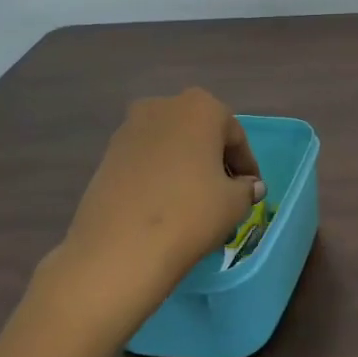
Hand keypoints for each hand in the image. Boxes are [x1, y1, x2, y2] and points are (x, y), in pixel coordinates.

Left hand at [42, 89, 263, 337]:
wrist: (119, 249)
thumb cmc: (190, 213)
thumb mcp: (235, 203)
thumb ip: (247, 188)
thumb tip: (248, 186)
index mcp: (201, 107)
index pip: (235, 136)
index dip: (246, 165)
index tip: (250, 190)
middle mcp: (163, 107)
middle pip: (200, 133)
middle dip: (214, 159)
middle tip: (225, 191)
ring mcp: (129, 129)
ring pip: (171, 145)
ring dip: (186, 165)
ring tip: (194, 200)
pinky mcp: (106, 155)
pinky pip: (146, 160)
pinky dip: (160, 175)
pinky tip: (166, 204)